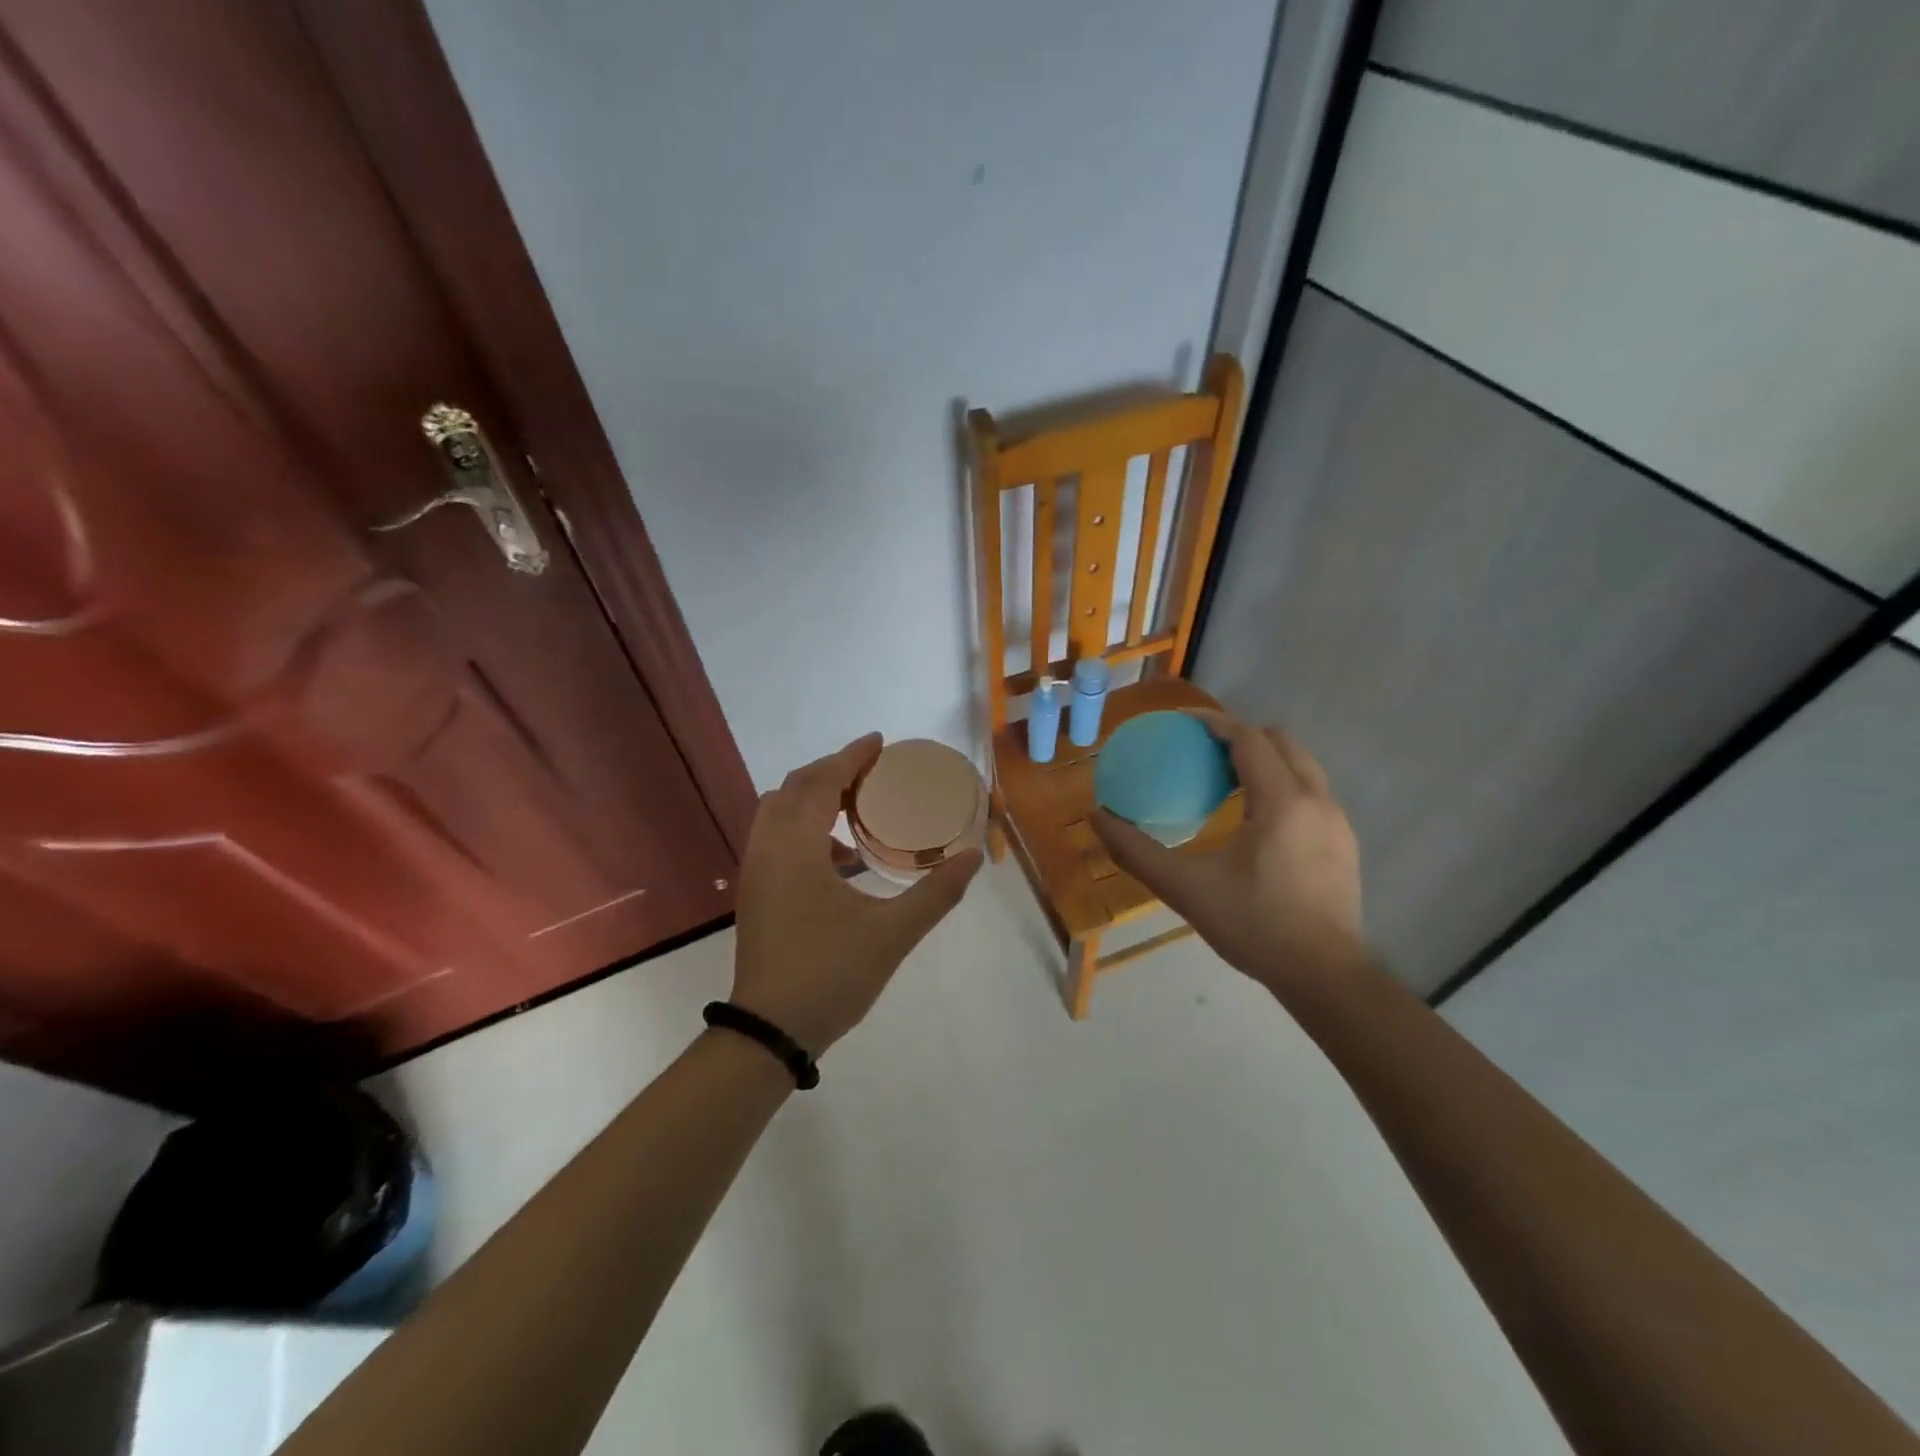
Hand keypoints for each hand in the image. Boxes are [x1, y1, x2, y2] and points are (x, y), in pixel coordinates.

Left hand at [730, 734, 982, 1052]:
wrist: (770, 1031)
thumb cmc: (830, 975)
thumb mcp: (893, 934)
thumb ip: (937, 893)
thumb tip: (974, 857)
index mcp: (797, 848)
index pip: (822, 782)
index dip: (851, 756)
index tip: (879, 742)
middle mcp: (768, 848)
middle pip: (795, 787)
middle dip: (832, 770)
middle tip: (872, 771)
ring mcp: (756, 870)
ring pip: (778, 810)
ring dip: (814, 796)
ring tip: (856, 805)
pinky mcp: (755, 891)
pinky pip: (775, 835)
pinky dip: (803, 825)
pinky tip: (839, 856)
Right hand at [1090, 710, 1362, 991]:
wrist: (1325, 976)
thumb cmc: (1254, 926)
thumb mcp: (1185, 888)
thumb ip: (1136, 851)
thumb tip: (1097, 817)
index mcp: (1281, 801)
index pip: (1249, 737)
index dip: (1213, 722)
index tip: (1180, 723)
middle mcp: (1317, 799)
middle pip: (1281, 741)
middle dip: (1241, 736)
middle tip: (1202, 751)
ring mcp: (1338, 821)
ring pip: (1301, 766)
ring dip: (1264, 760)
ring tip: (1224, 780)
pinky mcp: (1345, 843)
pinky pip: (1310, 792)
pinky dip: (1281, 785)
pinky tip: (1253, 820)